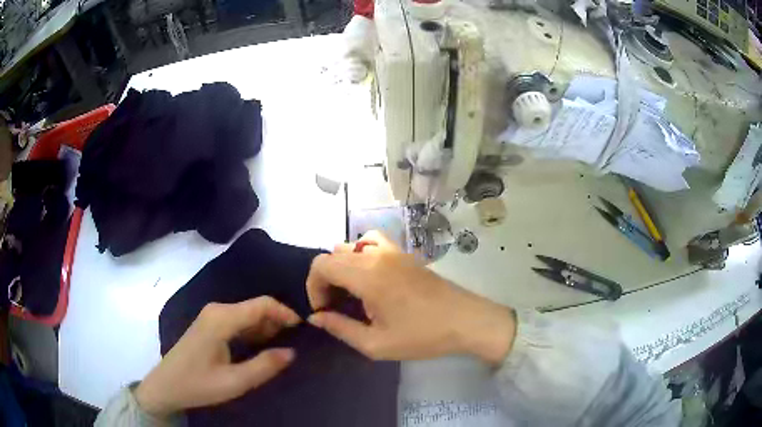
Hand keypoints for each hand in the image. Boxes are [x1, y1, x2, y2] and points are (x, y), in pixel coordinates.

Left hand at [135, 297, 299, 416]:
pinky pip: (238, 321)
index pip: (262, 304)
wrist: (166, 386)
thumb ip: (265, 366)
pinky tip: (262, 348)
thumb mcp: (235, 382)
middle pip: (256, 307)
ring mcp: (212, 316)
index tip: (304, 329)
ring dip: (267, 328)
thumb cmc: (198, 384)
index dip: (286, 313)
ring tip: (284, 347)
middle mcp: (217, 310)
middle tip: (298, 343)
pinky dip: (254, 332)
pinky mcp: (209, 325)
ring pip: (248, 314)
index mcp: (222, 319)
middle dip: (278, 322)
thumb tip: (293, 352)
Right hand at [306, 231, 516, 364]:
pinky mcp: (404, 253)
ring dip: (342, 267)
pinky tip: (370, 276)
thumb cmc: (422, 336)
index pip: (322, 264)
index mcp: (367, 275)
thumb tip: (316, 317)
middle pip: (333, 254)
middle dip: (326, 280)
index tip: (324, 310)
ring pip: (350, 246)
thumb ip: (340, 328)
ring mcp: (392, 250)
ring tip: (351, 292)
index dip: (314, 287)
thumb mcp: (376, 343)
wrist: (465, 320)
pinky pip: (372, 242)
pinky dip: (360, 254)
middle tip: (336, 307)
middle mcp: (376, 255)